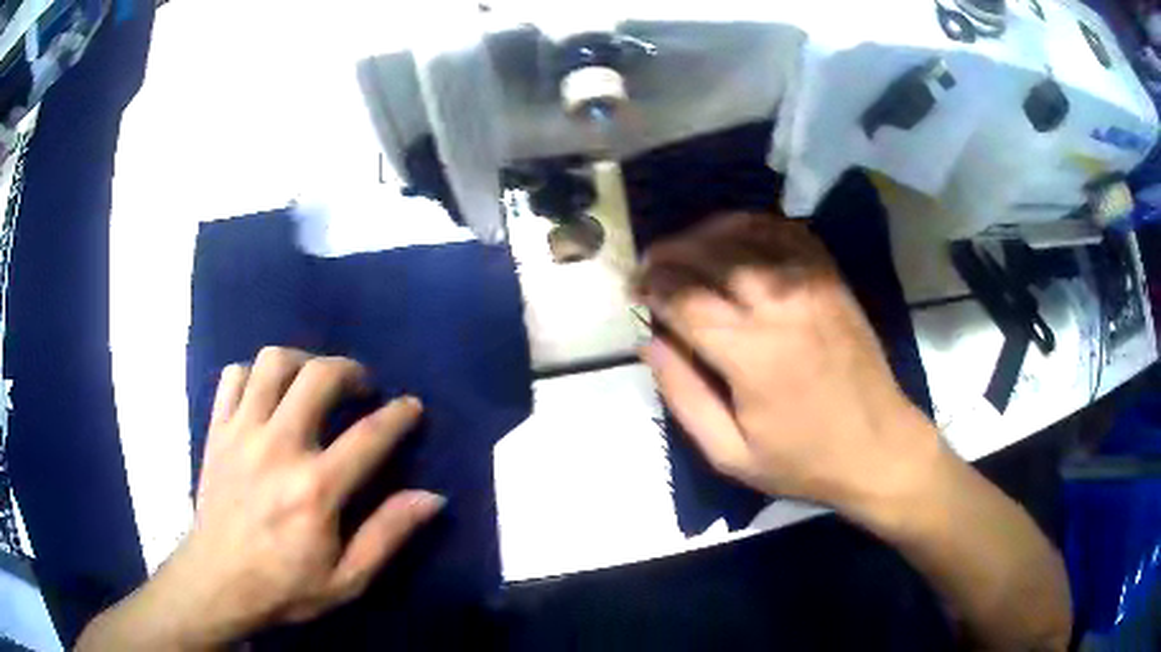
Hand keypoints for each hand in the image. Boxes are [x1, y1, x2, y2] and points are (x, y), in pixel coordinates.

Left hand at [152, 347, 442, 646]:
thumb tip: (432, 498)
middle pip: (318, 376)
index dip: (398, 415)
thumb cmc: (285, 586)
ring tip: (313, 382)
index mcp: (315, 489)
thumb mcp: (347, 579)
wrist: (217, 582)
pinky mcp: (217, 430)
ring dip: (302, 362)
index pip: (369, 436)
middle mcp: (278, 448)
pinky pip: (234, 376)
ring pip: (273, 362)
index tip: (411, 407)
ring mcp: (242, 433)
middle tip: (361, 387)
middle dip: (350, 371)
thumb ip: (388, 535)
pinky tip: (267, 395)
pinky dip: (255, 374)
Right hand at [636, 213, 939, 511]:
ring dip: (704, 233)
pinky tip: (734, 236)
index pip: (683, 299)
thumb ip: (682, 396)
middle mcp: (779, 305)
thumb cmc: (803, 460)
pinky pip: (785, 232)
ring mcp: (810, 284)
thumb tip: (649, 341)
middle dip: (669, 253)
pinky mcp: (831, 278)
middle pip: (709, 255)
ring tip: (683, 247)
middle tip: (649, 264)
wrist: (879, 447)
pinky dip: (752, 225)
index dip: (651, 288)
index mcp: (750, 354)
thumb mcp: (730, 455)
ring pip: (745, 234)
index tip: (633, 290)